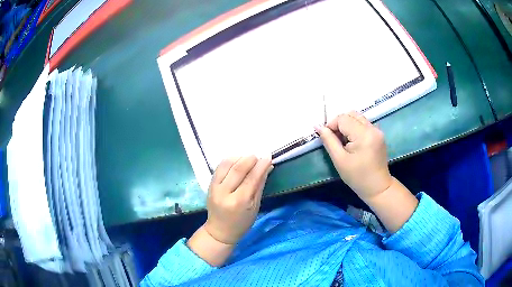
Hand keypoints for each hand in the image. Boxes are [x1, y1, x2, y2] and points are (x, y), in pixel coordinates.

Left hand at [204, 156, 272, 244]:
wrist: (219, 230)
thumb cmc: (241, 223)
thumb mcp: (255, 207)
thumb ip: (259, 186)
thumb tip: (267, 167)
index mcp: (239, 202)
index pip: (251, 179)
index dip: (261, 166)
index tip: (268, 157)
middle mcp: (224, 193)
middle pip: (238, 169)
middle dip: (250, 159)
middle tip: (258, 156)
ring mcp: (214, 188)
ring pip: (226, 165)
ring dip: (239, 158)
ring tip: (248, 158)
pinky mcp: (209, 185)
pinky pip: (219, 167)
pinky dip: (229, 161)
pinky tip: (237, 160)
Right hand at [316, 111, 392, 200]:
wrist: (377, 187)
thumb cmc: (357, 177)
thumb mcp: (339, 160)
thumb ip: (328, 140)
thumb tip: (317, 126)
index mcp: (364, 134)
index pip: (343, 118)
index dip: (331, 125)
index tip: (328, 139)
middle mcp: (372, 128)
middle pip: (351, 114)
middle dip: (339, 123)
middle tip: (335, 140)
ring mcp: (377, 131)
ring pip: (357, 118)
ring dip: (347, 125)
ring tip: (344, 142)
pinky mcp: (379, 135)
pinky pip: (363, 124)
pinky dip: (355, 129)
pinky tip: (353, 143)